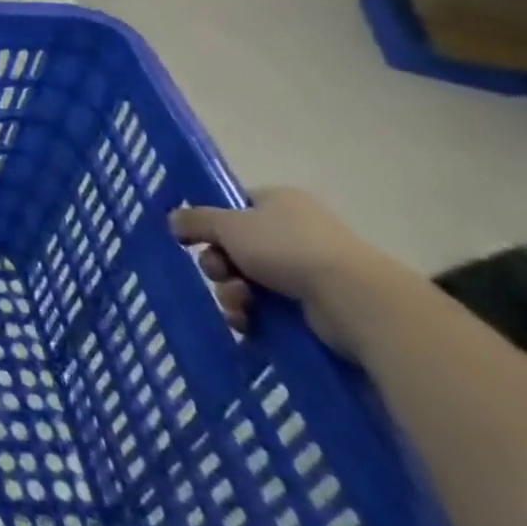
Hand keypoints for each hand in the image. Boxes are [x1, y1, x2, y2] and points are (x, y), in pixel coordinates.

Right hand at [171, 188, 394, 355]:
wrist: (354, 299)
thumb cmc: (287, 248)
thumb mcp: (229, 225)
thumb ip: (196, 220)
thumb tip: (172, 219)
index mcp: (279, 202)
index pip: (235, 207)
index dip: (212, 223)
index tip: (196, 239)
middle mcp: (296, 230)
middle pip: (238, 246)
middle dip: (220, 265)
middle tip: (218, 274)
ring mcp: (310, 269)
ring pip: (251, 280)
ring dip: (233, 293)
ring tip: (238, 306)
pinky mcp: (318, 305)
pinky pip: (271, 307)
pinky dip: (254, 315)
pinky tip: (248, 324)